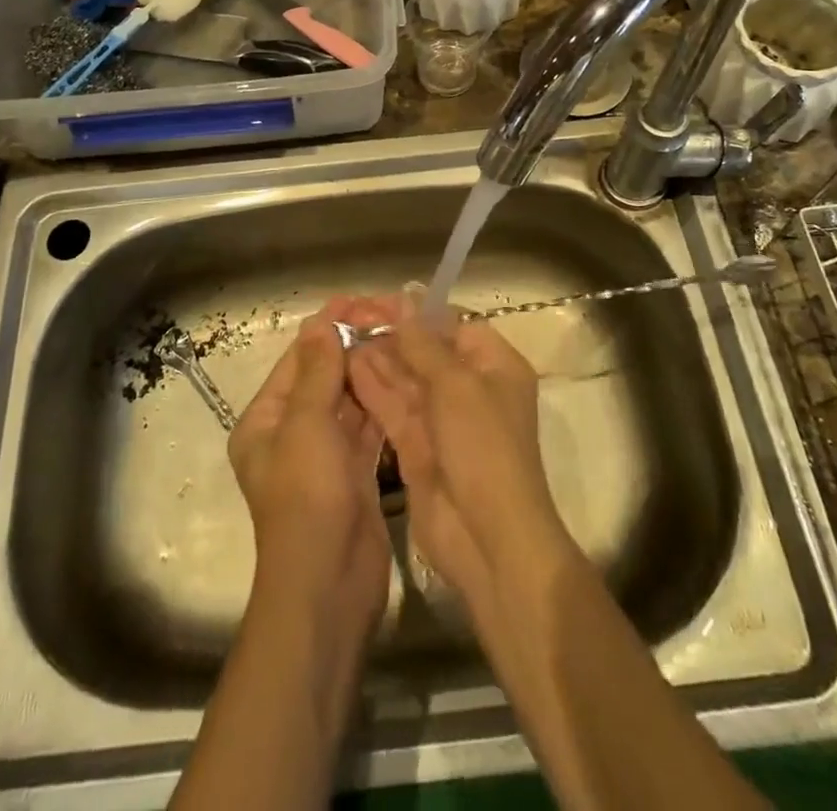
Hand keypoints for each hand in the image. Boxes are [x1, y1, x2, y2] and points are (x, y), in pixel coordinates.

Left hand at [228, 299, 391, 632]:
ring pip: (348, 401)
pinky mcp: (354, 475)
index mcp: (266, 421)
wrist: (330, 586)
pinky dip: (381, 404)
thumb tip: (321, 322)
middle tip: (391, 316)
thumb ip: (318, 373)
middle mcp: (291, 434)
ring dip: (370, 372)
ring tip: (403, 338)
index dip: (327, 327)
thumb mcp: (307, 427)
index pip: (298, 360)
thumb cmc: (308, 499)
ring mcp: (325, 456)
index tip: (361, 299)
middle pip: (324, 377)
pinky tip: (405, 379)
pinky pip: (367, 428)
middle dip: (353, 346)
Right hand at [346, 297, 573, 610]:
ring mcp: (443, 420)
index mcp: (494, 366)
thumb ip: (424, 342)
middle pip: (426, 350)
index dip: (417, 312)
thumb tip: (405, 297)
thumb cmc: (483, 447)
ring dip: (377, 358)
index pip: (453, 325)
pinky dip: (373, 388)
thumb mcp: (456, 385)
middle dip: (390, 333)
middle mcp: (470, 388)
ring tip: (341, 335)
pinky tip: (347, 367)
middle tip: (348, 315)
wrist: (488, 539)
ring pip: (406, 378)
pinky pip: (393, 408)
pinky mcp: (418, 446)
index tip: (378, 301)